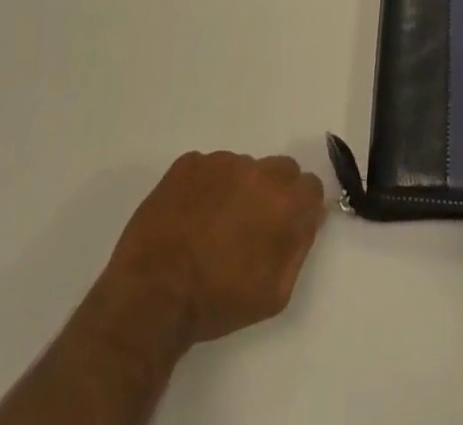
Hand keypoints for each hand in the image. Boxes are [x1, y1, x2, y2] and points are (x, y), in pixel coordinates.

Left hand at [96, 151, 326, 353]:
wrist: (152, 296)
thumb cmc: (217, 301)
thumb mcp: (274, 293)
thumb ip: (299, 247)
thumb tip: (308, 218)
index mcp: (283, 201)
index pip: (310, 186)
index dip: (300, 206)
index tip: (286, 226)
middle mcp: (257, 169)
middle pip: (280, 169)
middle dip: (272, 193)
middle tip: (249, 226)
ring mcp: (220, 161)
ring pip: (242, 168)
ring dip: (237, 189)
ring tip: (211, 227)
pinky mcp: (188, 163)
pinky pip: (208, 168)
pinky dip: (205, 187)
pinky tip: (189, 217)